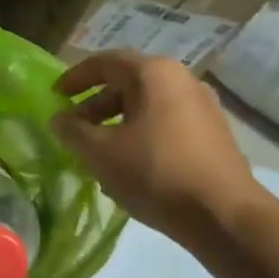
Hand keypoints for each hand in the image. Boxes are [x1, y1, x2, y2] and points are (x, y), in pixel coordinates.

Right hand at [51, 52, 266, 241]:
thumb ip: (72, 130)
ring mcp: (202, 107)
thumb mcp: (100, 152)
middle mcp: (182, 80)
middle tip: (72, 128)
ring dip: (116, 121)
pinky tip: (128, 163)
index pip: (104, 62)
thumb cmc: (154, 172)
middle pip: (127, 83)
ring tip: (96, 150)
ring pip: (146, 105)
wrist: (224, 215)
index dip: (74, 77)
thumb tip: (59, 119)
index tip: (55, 95)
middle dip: (94, 104)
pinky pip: (165, 123)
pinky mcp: (212, 133)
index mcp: (154, 74)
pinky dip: (139, 133)